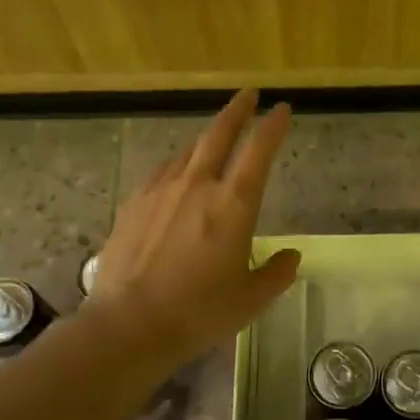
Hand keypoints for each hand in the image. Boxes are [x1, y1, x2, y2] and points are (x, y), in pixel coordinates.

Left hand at [89, 89, 301, 359]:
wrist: (128, 325)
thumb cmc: (199, 312)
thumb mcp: (251, 299)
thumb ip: (276, 273)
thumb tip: (291, 256)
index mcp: (234, 204)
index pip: (259, 150)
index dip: (273, 126)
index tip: (282, 109)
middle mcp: (198, 186)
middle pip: (219, 134)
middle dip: (237, 110)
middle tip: (249, 94)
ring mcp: (161, 192)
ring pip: (188, 152)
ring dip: (205, 140)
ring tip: (214, 141)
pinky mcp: (134, 205)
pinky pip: (162, 173)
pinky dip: (177, 166)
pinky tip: (177, 177)